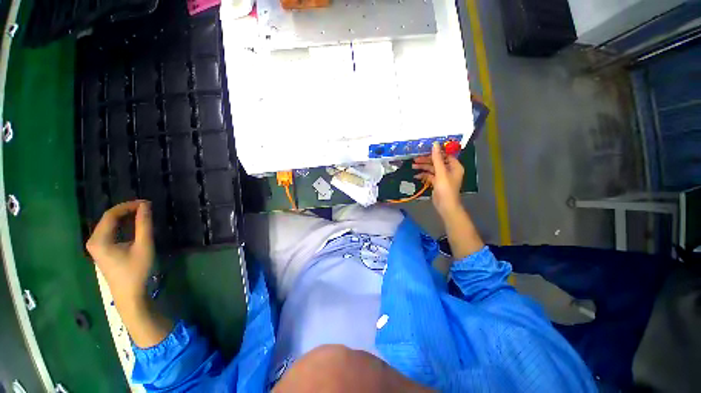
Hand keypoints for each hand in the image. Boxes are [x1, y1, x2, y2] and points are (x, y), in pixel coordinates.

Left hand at [86, 200, 153, 308]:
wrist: (129, 294)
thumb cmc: (136, 270)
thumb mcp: (143, 246)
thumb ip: (144, 225)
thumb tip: (146, 205)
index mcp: (99, 239)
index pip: (111, 214)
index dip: (128, 206)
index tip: (146, 203)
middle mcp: (93, 240)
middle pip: (108, 218)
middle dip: (127, 210)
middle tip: (146, 208)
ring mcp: (95, 246)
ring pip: (109, 224)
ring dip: (125, 217)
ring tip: (142, 214)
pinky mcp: (100, 250)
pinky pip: (109, 231)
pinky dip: (121, 225)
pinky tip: (133, 226)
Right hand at [412, 142, 464, 216]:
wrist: (445, 205)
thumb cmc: (445, 188)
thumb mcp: (441, 172)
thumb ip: (437, 158)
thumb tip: (435, 144)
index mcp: (454, 166)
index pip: (445, 155)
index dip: (435, 152)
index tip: (424, 150)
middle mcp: (449, 170)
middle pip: (437, 162)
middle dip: (426, 160)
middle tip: (415, 159)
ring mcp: (443, 176)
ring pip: (432, 168)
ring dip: (423, 167)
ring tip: (413, 166)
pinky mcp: (437, 182)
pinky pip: (430, 176)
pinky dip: (424, 175)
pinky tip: (416, 175)